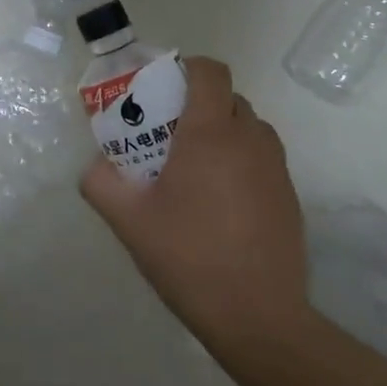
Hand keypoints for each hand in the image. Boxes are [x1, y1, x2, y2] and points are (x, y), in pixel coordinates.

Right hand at [80, 57, 313, 358]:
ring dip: (221, 131)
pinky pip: (261, 158)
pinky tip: (218, 202)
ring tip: (192, 167)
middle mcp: (250, 140)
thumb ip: (100, 182)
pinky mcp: (289, 196)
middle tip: (167, 133)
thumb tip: (97, 165)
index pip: (210, 71)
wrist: (258, 318)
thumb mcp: (127, 220)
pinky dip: (239, 160)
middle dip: (197, 103)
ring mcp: (276, 168)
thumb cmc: (188, 257)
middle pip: (228, 97)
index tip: (162, 89)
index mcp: (211, 134)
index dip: (187, 68)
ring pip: (248, 127)